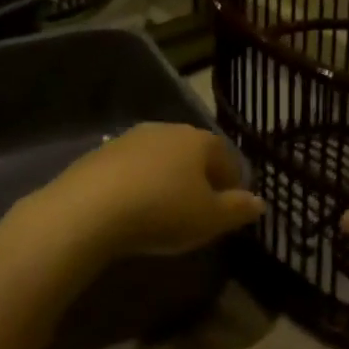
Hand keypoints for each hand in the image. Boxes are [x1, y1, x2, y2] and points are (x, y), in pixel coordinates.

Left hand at [24, 123, 264, 264]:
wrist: (89, 209)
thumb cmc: (163, 211)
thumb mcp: (209, 219)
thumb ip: (238, 209)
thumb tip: (260, 202)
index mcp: (198, 140)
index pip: (225, 155)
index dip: (232, 180)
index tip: (230, 205)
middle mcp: (167, 129)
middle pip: (192, 152)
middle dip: (198, 176)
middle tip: (198, 207)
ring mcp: (130, 138)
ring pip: (159, 157)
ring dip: (165, 178)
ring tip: (163, 209)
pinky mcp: (100, 153)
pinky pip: (130, 168)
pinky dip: (137, 183)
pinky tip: (131, 208)